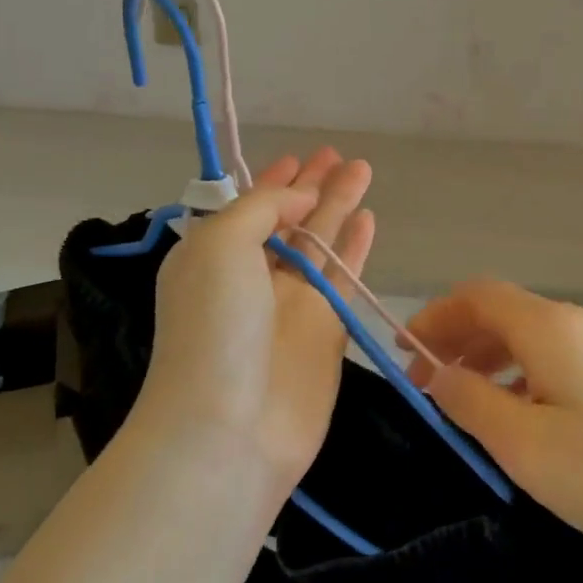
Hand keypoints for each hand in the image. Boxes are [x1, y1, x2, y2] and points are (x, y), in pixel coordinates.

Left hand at [137, 149, 374, 491]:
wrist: (230, 428)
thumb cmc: (214, 327)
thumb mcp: (220, 245)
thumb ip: (260, 209)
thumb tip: (299, 200)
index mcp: (213, 256)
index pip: (248, 207)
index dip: (274, 182)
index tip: (299, 158)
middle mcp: (251, 277)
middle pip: (288, 221)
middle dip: (312, 187)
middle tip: (340, 155)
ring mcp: (291, 305)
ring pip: (321, 242)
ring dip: (339, 207)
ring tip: (362, 171)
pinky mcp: (326, 331)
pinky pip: (344, 277)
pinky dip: (355, 247)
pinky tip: (369, 220)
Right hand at [405, 281, 582, 579]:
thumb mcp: (526, 445)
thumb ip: (472, 402)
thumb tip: (439, 375)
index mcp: (550, 327)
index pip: (477, 295)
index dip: (434, 316)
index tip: (405, 354)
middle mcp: (578, 322)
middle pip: (503, 312)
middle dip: (458, 339)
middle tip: (428, 385)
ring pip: (531, 337)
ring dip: (489, 359)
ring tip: (467, 404)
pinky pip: (557, 359)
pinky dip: (522, 375)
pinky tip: (522, 417)